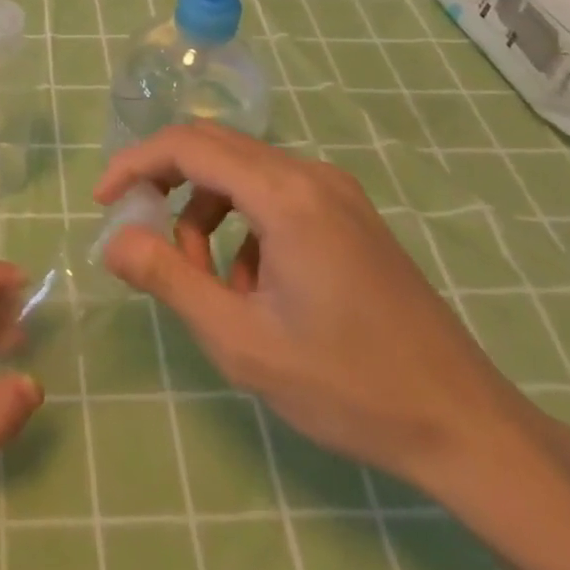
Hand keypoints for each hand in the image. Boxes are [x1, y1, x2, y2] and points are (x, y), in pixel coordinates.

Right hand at [95, 124, 545, 495]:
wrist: (465, 424)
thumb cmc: (346, 384)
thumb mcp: (241, 340)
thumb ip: (169, 279)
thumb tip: (113, 240)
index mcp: (284, 194)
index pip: (188, 145)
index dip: (136, 164)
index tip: (104, 202)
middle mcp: (310, 174)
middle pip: (214, 148)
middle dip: (167, 185)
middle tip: (140, 234)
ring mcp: (336, 192)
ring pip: (243, 174)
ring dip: (205, 213)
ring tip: (205, 281)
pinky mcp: (349, 214)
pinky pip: (274, 196)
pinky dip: (242, 225)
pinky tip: (253, 286)